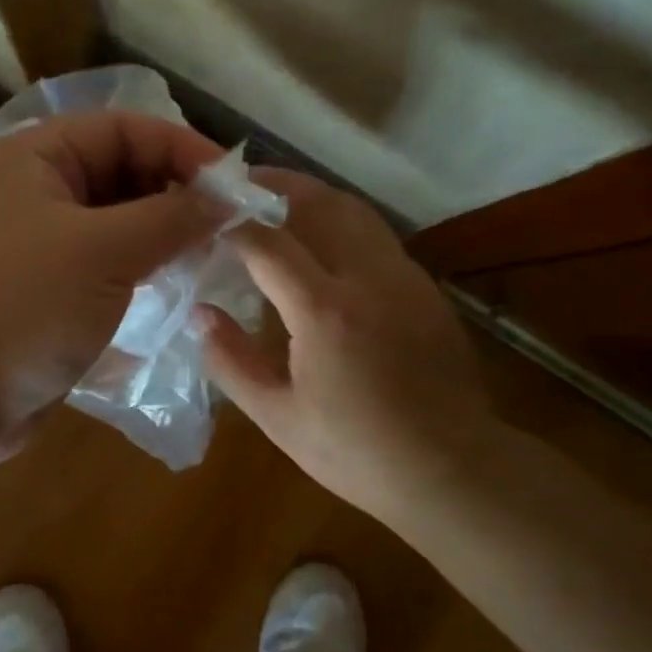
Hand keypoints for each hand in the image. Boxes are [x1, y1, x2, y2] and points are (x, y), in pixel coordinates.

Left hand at [0, 111, 226, 505]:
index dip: (184, 149)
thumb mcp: (105, 252)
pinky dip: (140, 269)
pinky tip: (174, 287)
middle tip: (228, 227)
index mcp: (34, 157)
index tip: (236, 186)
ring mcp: (37, 243)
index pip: (124, 129)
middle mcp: (33, 191)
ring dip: (161, 235)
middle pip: (121, 172)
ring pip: (116, 222)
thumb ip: (172, 218)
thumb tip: (228, 200)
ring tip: (209, 256)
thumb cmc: (25, 308)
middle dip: (176, 194)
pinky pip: (104, 264)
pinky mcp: (45, 290)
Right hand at [200, 171, 490, 530]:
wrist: (451, 469)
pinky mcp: (426, 290)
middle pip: (321, 203)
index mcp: (324, 310)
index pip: (268, 242)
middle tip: (242, 182)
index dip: (233, 222)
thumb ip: (232, 360)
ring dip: (314, 197)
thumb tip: (200, 314)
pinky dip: (343, 224)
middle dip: (278, 185)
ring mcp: (405, 279)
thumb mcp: (278, 417)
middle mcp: (368, 278)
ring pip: (356, 212)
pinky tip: (325, 245)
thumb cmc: (356, 452)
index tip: (206, 213)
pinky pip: (377, 238)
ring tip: (279, 200)